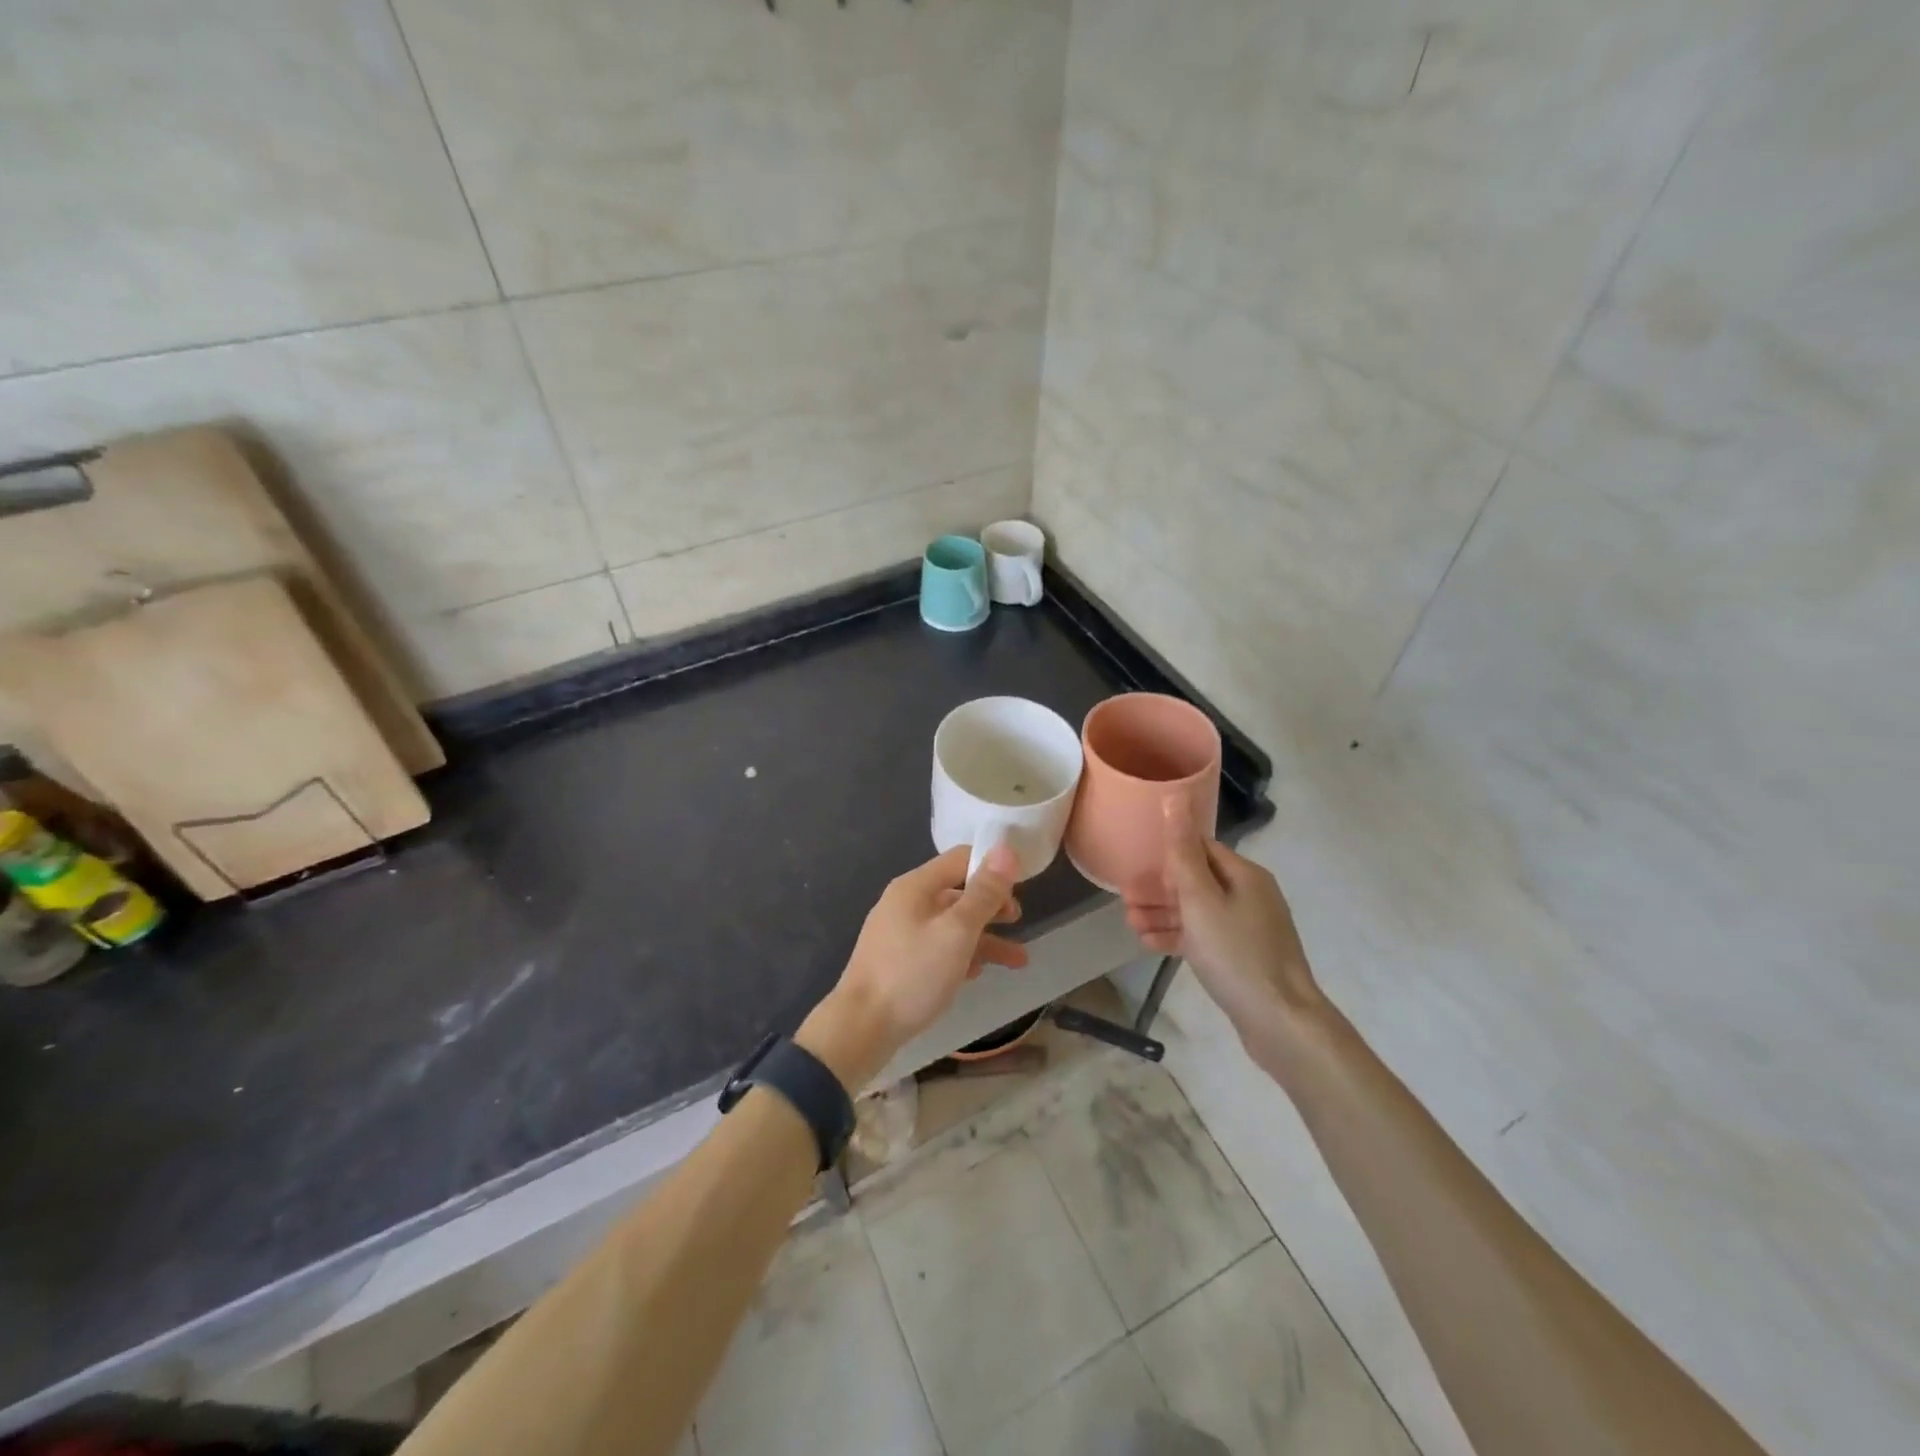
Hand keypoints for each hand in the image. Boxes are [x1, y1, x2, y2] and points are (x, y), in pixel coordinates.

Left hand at [798, 844, 1025, 1088]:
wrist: (861, 1028)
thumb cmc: (913, 974)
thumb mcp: (957, 931)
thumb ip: (984, 892)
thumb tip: (1006, 850)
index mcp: (915, 886)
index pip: (960, 859)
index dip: (992, 867)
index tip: (1022, 885)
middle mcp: (906, 903)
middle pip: (957, 892)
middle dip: (991, 905)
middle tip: (1017, 921)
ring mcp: (900, 933)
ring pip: (950, 925)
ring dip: (984, 937)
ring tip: (1018, 960)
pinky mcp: (899, 961)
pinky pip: (937, 948)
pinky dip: (961, 955)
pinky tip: (978, 974)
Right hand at [1125, 798, 1322, 1042]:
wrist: (1280, 1022)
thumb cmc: (1236, 953)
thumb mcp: (1200, 899)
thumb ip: (1182, 852)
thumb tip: (1174, 798)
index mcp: (1244, 875)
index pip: (1200, 848)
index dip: (1166, 853)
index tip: (1135, 864)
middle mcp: (1249, 895)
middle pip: (1196, 880)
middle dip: (1158, 887)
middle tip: (1124, 898)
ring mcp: (1247, 928)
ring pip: (1197, 910)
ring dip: (1163, 912)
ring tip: (1129, 922)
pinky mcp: (1241, 956)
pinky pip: (1204, 936)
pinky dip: (1178, 935)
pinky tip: (1149, 943)